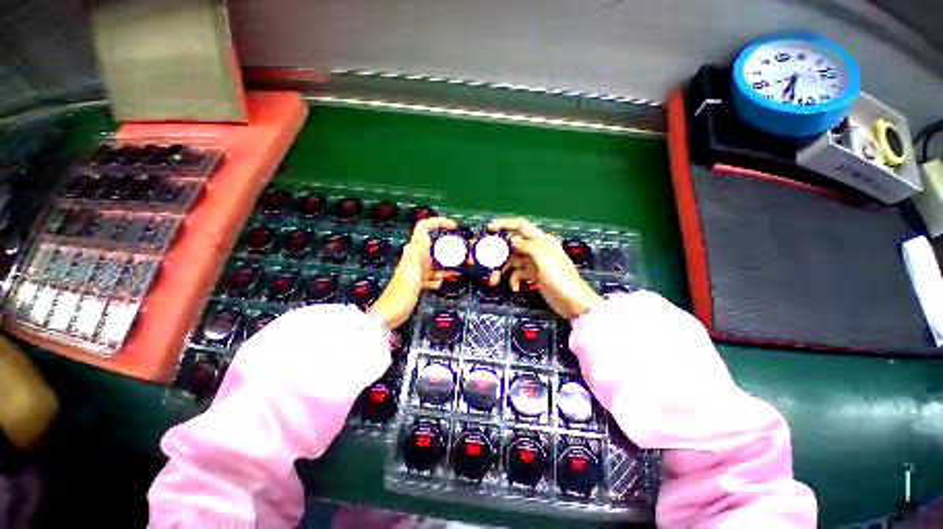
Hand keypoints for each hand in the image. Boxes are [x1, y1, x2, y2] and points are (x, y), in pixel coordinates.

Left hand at [369, 217, 457, 328]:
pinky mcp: (418, 281)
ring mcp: (417, 270)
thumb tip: (423, 236)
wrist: (389, 316)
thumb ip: (416, 254)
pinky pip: (433, 274)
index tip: (454, 227)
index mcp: (414, 252)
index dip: (437, 222)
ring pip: (435, 260)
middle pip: (434, 244)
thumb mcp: (410, 272)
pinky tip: (440, 283)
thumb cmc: (400, 295)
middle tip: (463, 252)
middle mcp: (416, 258)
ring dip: (446, 263)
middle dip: (448, 246)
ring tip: (457, 269)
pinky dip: (438, 277)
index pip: (423, 228)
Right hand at [488, 218, 602, 320]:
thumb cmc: (561, 281)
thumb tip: (512, 240)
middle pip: (514, 245)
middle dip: (499, 252)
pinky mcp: (533, 276)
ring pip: (513, 261)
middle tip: (486, 259)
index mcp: (543, 241)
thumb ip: (529, 247)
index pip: (522, 226)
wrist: (574, 305)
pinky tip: (515, 288)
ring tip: (493, 280)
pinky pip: (518, 273)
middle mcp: (538, 249)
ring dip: (502, 269)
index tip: (489, 228)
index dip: (505, 224)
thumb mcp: (545, 261)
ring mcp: (535, 263)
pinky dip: (513, 280)